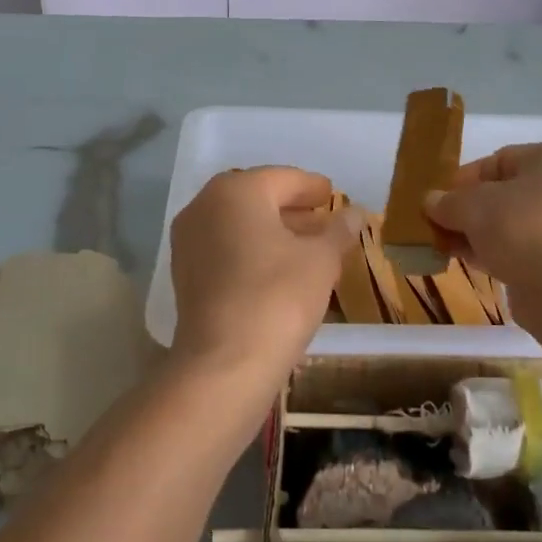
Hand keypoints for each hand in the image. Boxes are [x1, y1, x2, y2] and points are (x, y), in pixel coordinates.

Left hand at [168, 166, 360, 383]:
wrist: (225, 363)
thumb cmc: (279, 296)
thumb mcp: (322, 260)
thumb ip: (339, 231)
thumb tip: (356, 213)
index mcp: (237, 190)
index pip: (284, 178)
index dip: (313, 187)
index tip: (333, 195)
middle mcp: (205, 206)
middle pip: (257, 198)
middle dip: (292, 208)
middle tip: (323, 220)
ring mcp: (188, 240)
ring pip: (239, 224)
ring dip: (273, 230)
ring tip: (308, 246)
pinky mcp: (185, 273)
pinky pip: (225, 247)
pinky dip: (251, 250)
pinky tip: (278, 269)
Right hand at [423, 141, 541, 284]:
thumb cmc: (518, 227)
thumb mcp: (470, 206)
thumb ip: (447, 201)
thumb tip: (430, 202)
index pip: (499, 160)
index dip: (464, 179)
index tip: (440, 199)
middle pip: (507, 192)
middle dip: (471, 209)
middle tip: (442, 224)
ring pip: (516, 221)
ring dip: (482, 232)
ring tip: (450, 246)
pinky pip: (528, 246)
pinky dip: (500, 250)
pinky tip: (472, 262)